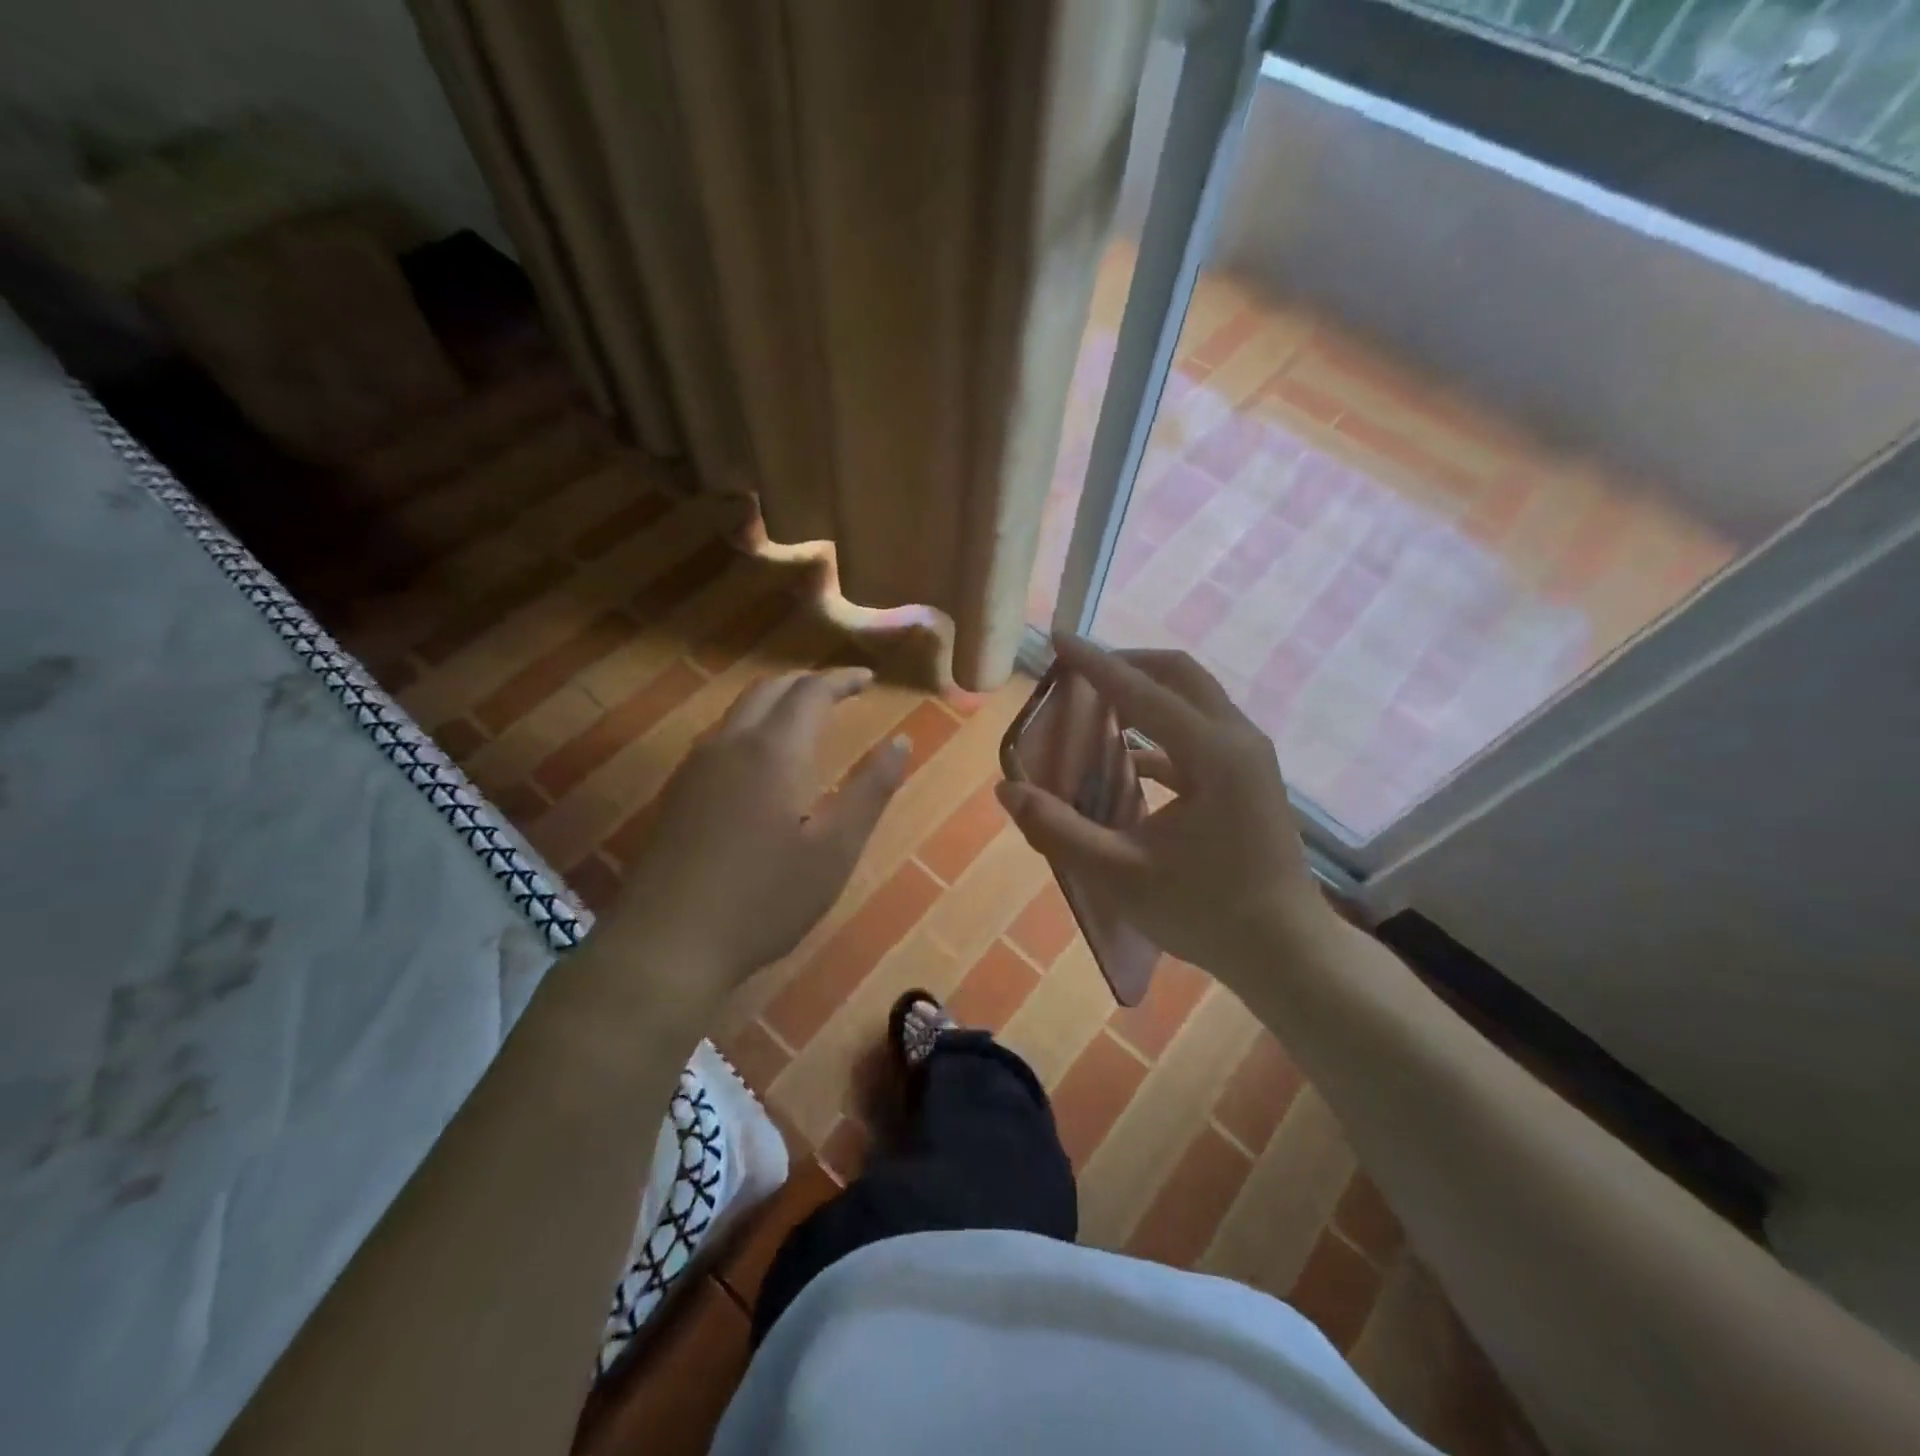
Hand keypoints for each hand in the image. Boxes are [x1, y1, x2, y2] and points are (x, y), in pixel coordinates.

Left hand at [610, 667, 908, 989]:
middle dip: (808, 682)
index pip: (811, 691)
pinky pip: (721, 736)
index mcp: (774, 751)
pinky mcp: (678, 792)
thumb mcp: (835, 850)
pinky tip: (762, 758)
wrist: (668, 943)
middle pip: (770, 690)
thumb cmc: (765, 898)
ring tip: (807, 715)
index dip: (842, 680)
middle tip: (842, 690)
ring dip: (777, 700)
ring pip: (740, 710)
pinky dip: (753, 724)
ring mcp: (696, 766)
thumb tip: (902, 741)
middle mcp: (731, 743)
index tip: (869, 679)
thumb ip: (871, 790)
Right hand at [995, 636, 1333, 993]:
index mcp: (1212, 754)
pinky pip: (1199, 733)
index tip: (1057, 638)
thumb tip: (1008, 789)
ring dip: (1145, 693)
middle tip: (1078, 673)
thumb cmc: (1206, 913)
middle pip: (1179, 675)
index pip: (1141, 691)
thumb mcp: (1121, 875)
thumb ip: (1059, 829)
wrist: (1287, 953)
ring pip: (1193, 699)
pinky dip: (1160, 730)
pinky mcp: (1248, 778)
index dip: (1094, 663)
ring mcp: (1249, 758)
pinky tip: (1127, 758)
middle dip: (1126, 665)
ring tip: (1095, 705)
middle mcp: (1237, 740)